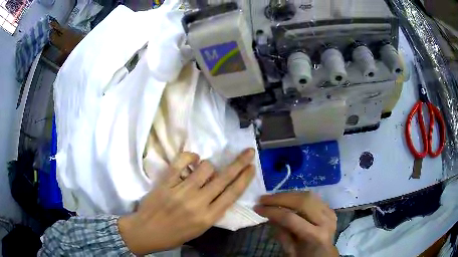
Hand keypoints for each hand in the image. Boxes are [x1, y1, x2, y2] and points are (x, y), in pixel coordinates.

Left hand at [118, 149, 254, 254]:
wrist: (147, 232)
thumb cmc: (175, 234)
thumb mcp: (200, 229)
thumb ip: (213, 211)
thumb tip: (220, 189)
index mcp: (208, 217)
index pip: (232, 194)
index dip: (244, 178)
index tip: (252, 167)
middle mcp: (198, 203)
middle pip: (224, 178)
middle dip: (240, 163)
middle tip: (248, 151)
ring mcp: (181, 191)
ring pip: (205, 167)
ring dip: (208, 166)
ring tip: (203, 170)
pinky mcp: (166, 183)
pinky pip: (181, 162)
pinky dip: (189, 157)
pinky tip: (192, 159)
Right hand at [255, 192, 337, 256]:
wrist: (325, 255)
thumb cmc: (305, 256)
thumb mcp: (289, 250)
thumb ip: (281, 233)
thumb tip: (269, 215)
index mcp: (315, 236)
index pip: (291, 218)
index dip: (272, 211)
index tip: (257, 208)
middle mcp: (325, 221)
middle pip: (302, 202)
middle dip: (280, 198)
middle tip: (263, 198)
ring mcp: (330, 213)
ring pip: (308, 196)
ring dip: (288, 194)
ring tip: (272, 197)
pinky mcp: (330, 209)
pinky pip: (313, 198)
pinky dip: (298, 196)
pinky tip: (287, 199)